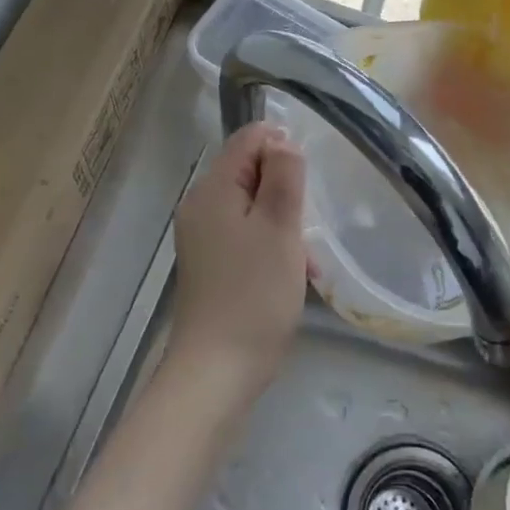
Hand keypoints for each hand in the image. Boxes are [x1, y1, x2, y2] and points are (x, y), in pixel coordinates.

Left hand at [171, 123, 309, 386]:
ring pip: (253, 207)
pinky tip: (294, 275)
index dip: (282, 149)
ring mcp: (203, 237)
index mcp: (213, 190)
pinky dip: (271, 245)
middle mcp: (201, 206)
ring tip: (306, 260)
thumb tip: (281, 141)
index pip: (249, 139)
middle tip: (308, 227)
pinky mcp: (211, 263)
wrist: (217, 370)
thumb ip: (284, 176)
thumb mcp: (280, 227)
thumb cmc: (254, 294)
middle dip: (286, 192)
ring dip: (284, 224)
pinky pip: (246, 235)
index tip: (307, 185)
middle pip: (250, 172)